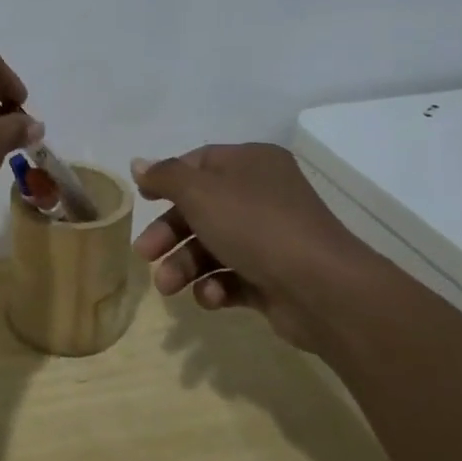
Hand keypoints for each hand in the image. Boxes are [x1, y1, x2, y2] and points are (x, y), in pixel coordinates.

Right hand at [129, 144, 378, 352]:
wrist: (323, 290)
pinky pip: (233, 276)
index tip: (141, 201)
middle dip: (169, 234)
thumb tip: (138, 164)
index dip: (167, 181)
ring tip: (168, 287)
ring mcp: (270, 238)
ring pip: (212, 246)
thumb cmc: (255, 226)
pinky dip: (215, 286)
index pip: (198, 163)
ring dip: (185, 266)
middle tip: (144, 254)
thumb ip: (165, 177)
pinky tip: (211, 297)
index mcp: (250, 164)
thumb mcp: (200, 192)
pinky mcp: (274, 277)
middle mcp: (262, 195)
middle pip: (200, 209)